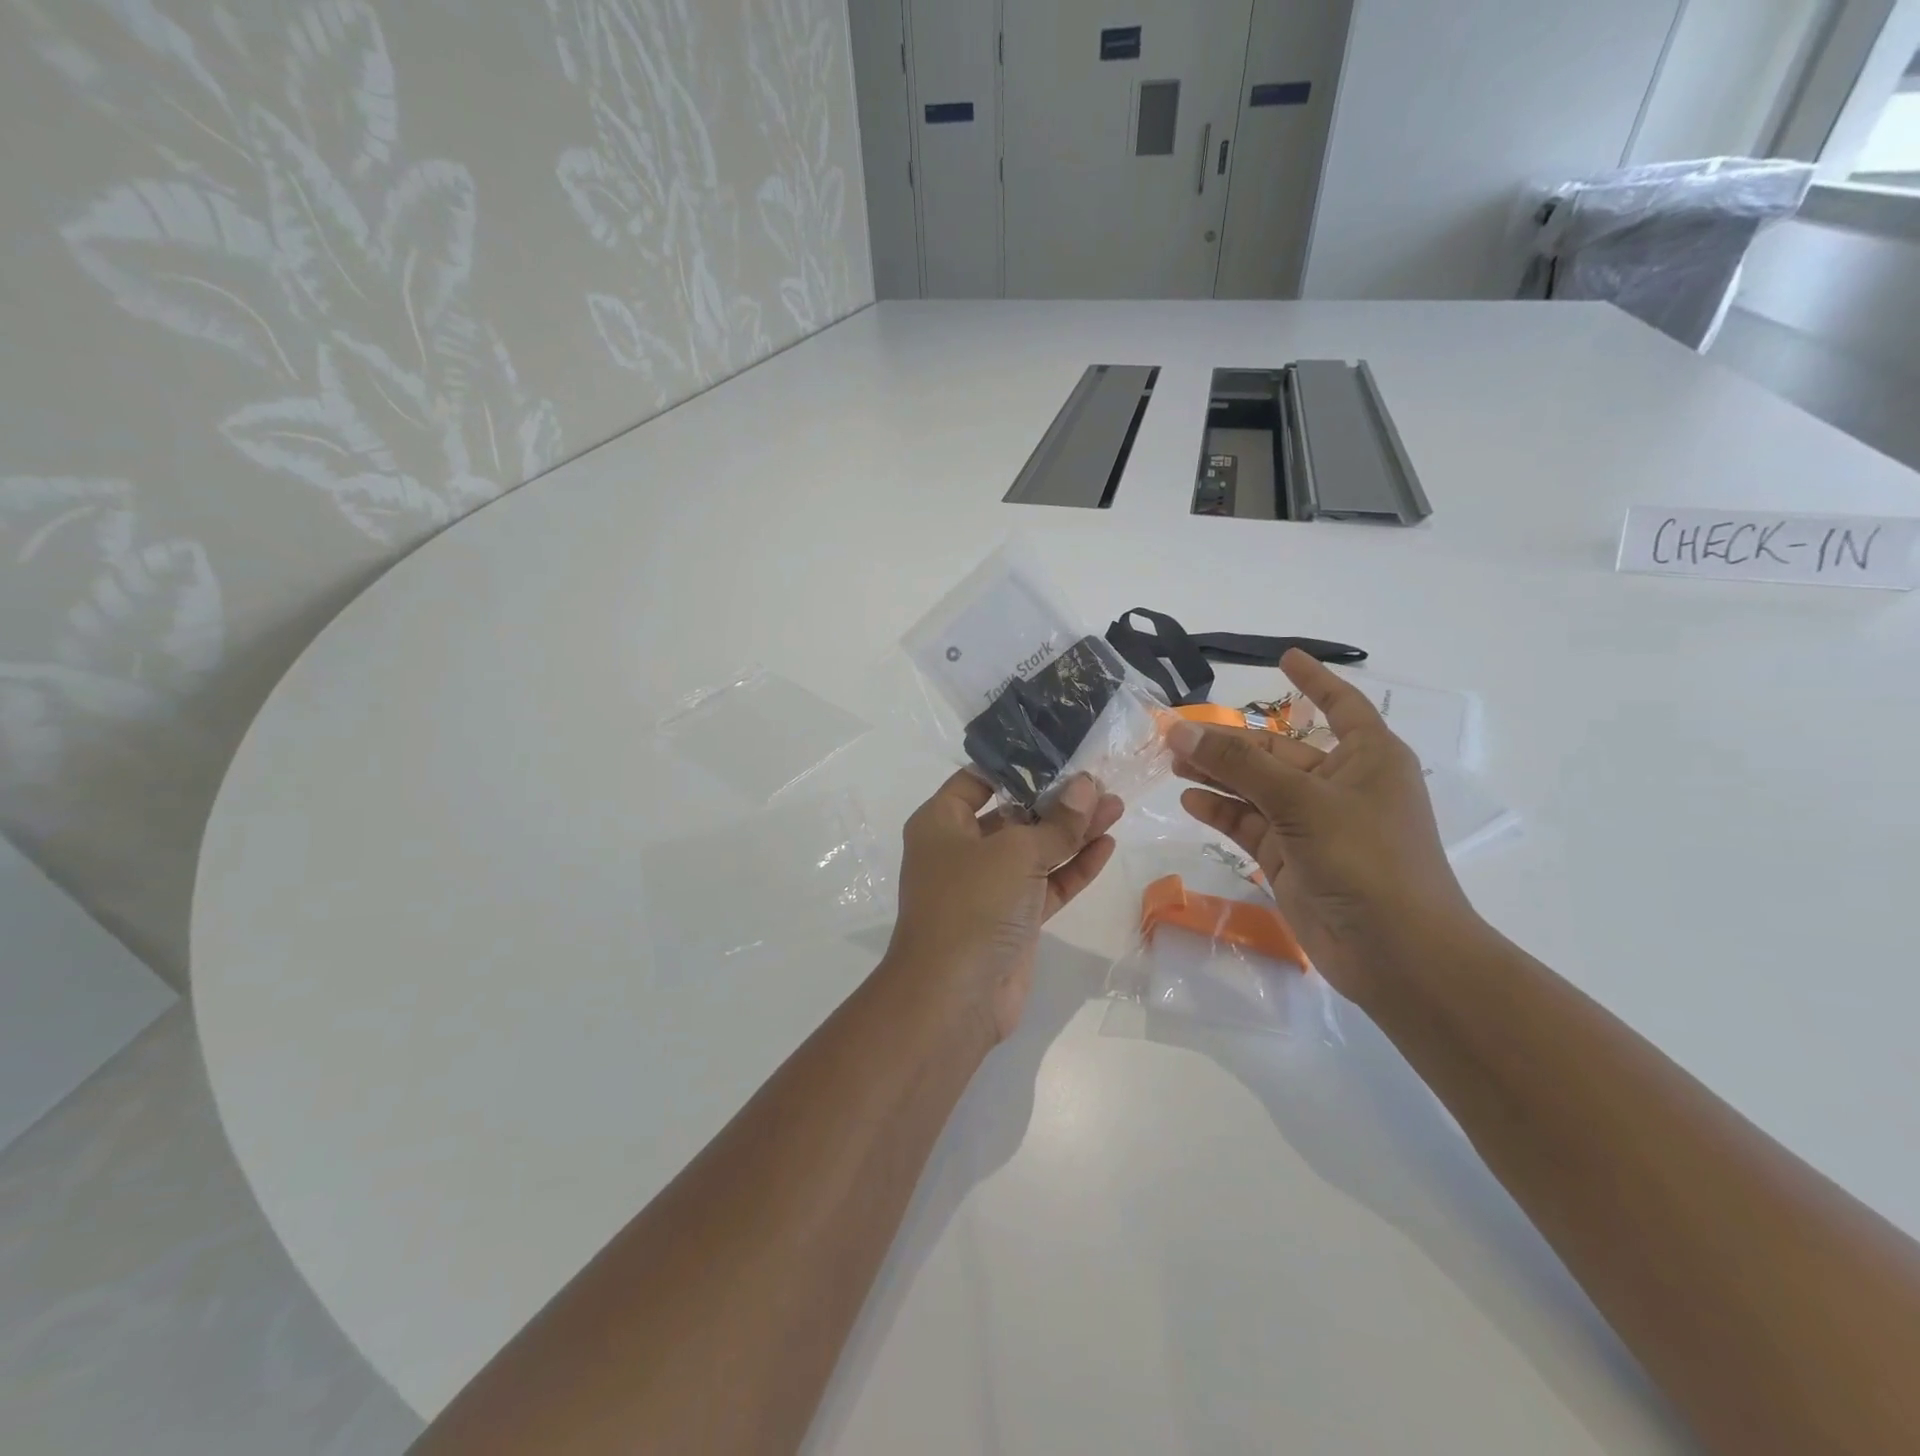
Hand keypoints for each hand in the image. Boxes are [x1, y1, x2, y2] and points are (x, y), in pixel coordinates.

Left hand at [886, 772, 1123, 1044]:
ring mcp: (988, 886)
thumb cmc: (971, 905)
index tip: (1058, 751)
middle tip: (1100, 781)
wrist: (954, 997)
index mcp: (941, 823)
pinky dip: (1074, 866)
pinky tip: (1106, 844)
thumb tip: (1086, 786)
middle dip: (1056, 799)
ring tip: (1116, 806)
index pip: (978, 780)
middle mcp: (961, 849)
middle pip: (1013, 813)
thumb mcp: (1015, 853)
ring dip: (1073, 831)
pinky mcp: (1014, 918)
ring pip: (1035, 849)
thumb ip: (1056, 822)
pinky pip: (1046, 883)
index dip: (1016, 764)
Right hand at [1167, 649, 1478, 1005]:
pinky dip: (1221, 811)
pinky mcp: (1290, 858)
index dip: (1314, 681)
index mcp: (1366, 758)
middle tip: (1175, 732)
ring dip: (1217, 775)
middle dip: (1229, 741)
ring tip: (1172, 762)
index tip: (1284, 658)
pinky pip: (1249, 823)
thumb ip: (1238, 765)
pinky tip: (1189, 800)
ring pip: (1256, 787)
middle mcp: (1340, 785)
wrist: (1395, 953)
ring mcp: (1313, 824)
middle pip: (1277, 750)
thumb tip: (1180, 731)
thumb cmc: (1365, 859)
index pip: (1340, 705)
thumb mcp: (1301, 801)